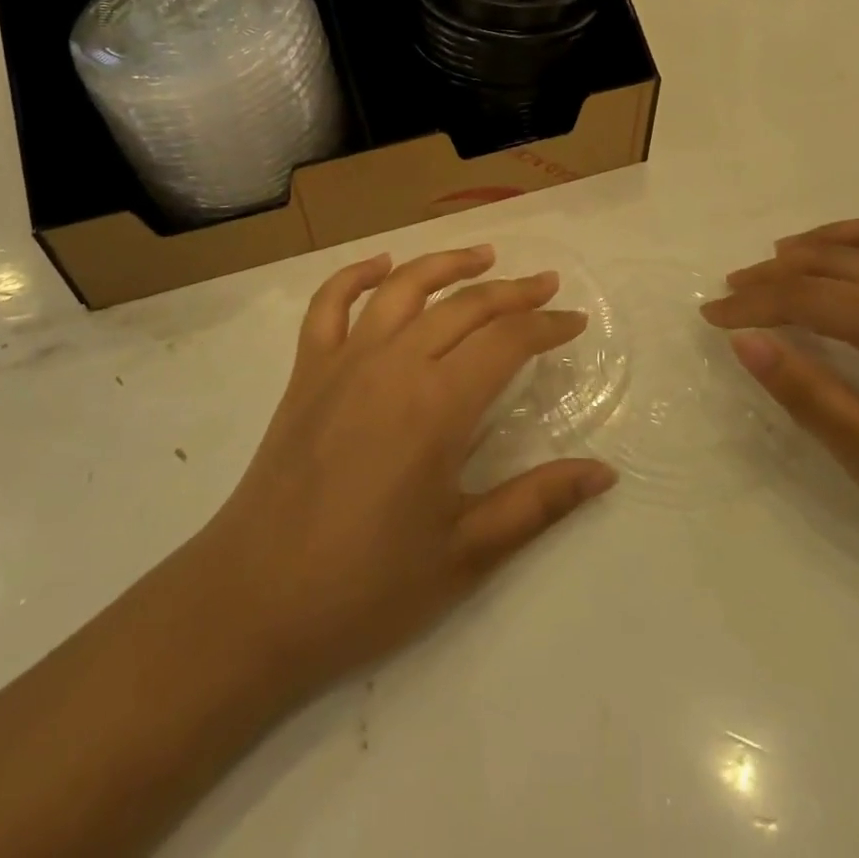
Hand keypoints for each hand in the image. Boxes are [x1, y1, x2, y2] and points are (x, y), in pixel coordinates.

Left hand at [193, 246, 616, 695]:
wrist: (254, 603)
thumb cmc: (366, 586)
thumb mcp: (466, 553)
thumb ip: (538, 503)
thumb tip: (604, 473)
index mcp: (437, 406)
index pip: (507, 341)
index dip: (547, 326)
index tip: (576, 322)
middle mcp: (393, 364)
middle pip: (465, 306)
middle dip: (514, 292)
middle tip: (547, 286)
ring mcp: (343, 361)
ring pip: (404, 288)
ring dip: (447, 264)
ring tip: (484, 255)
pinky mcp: (306, 371)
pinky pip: (330, 304)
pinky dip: (356, 275)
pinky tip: (382, 265)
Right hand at [703, 219, 858, 612]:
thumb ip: (810, 395)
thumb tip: (745, 342)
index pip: (809, 297)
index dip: (752, 304)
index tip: (709, 316)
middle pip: (836, 261)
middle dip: (775, 272)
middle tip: (731, 292)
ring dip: (823, 242)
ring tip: (781, 259)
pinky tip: (856, 270)